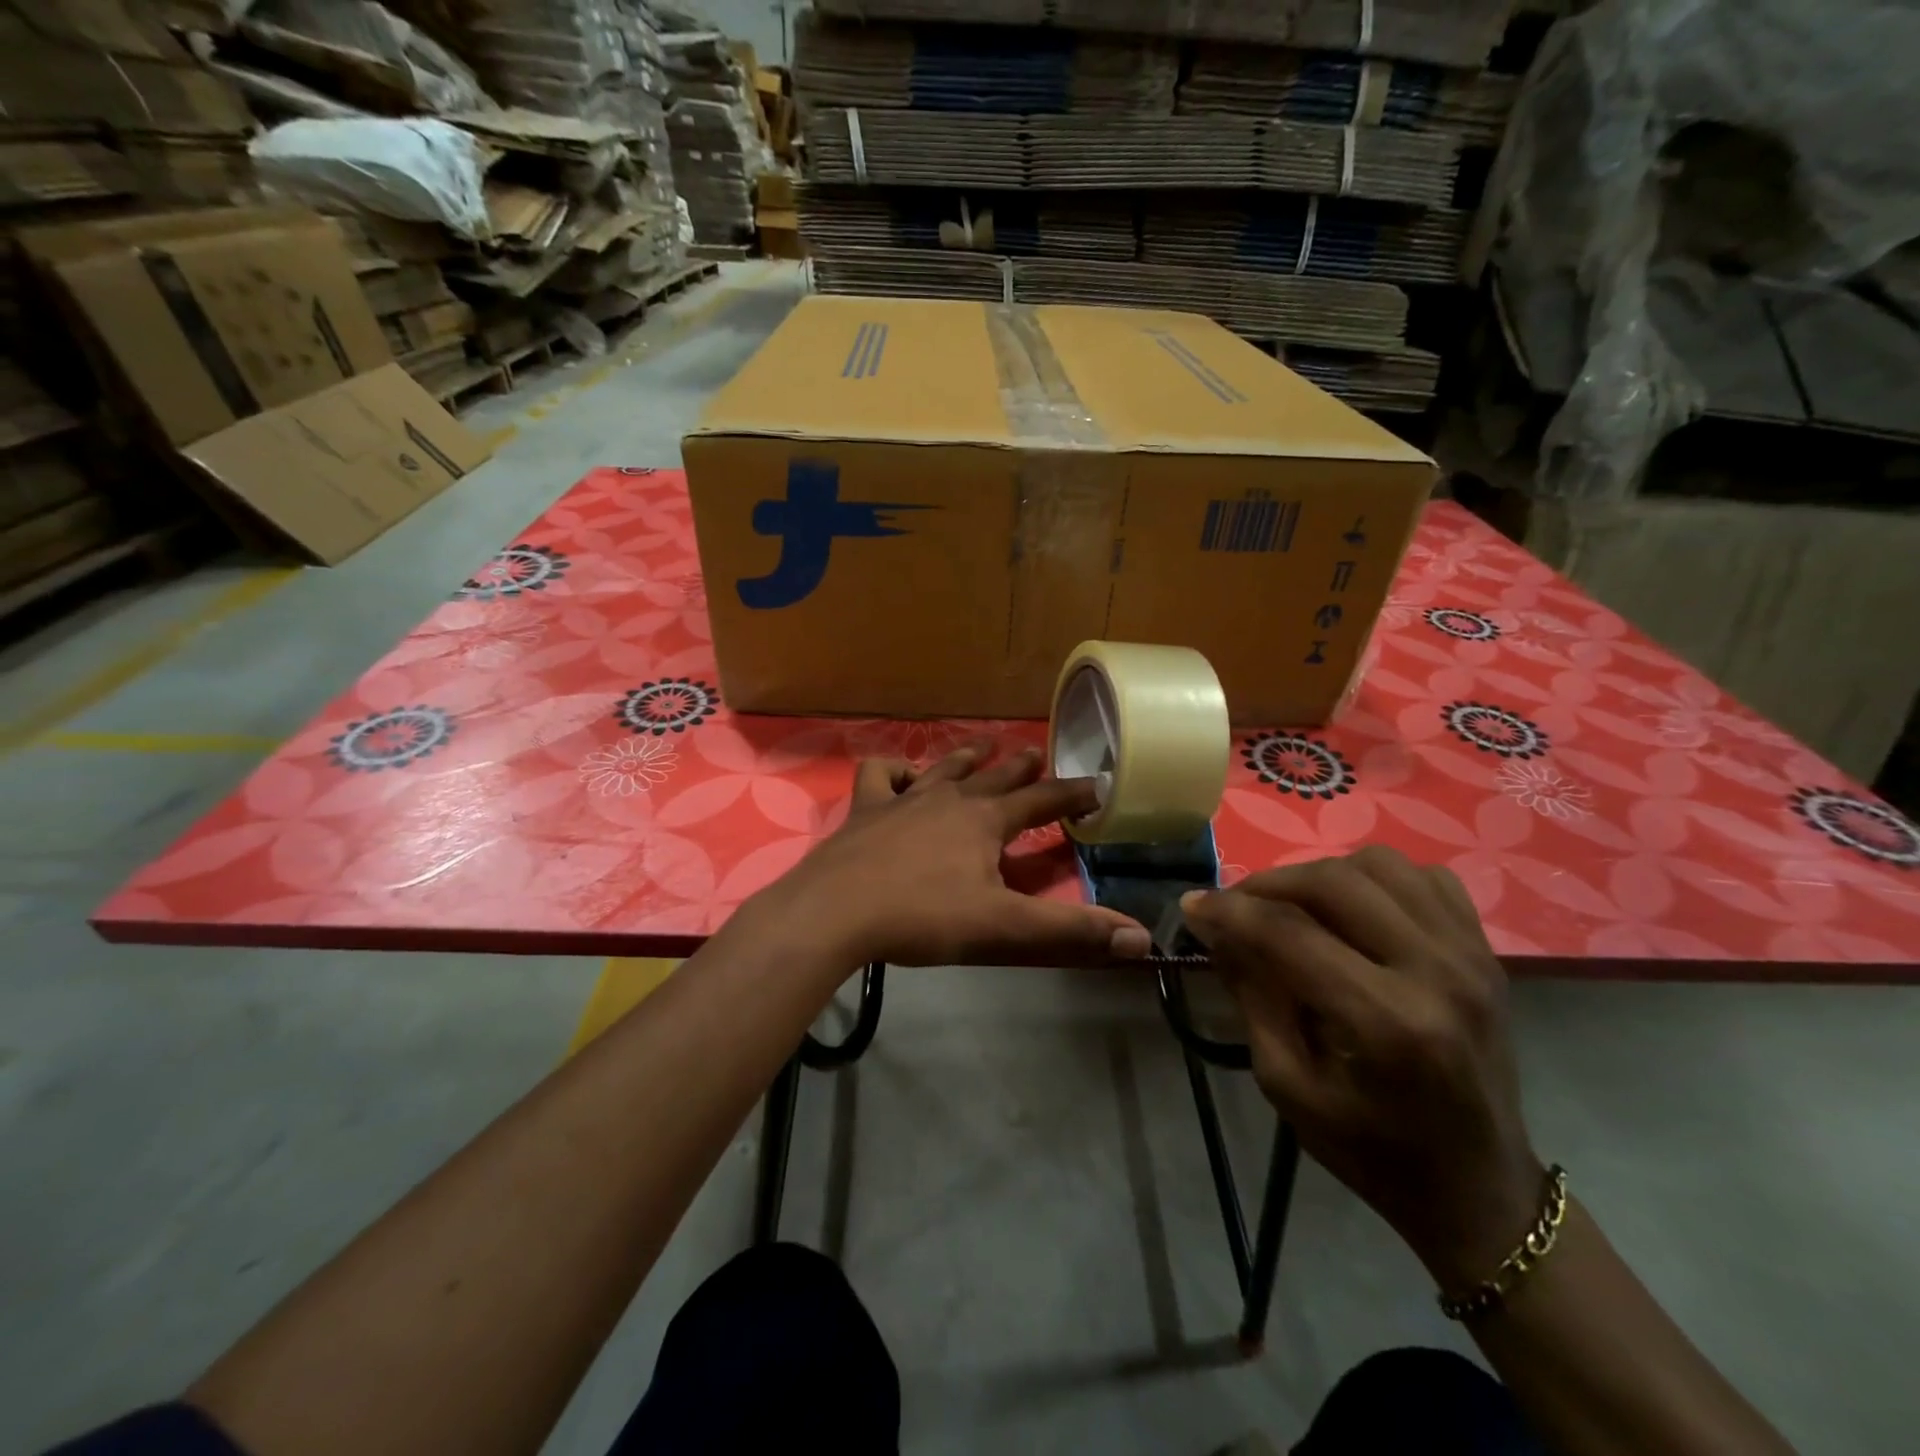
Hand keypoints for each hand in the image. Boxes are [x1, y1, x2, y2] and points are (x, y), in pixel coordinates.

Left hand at [763, 741, 1151, 967]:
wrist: (836, 911)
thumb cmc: (924, 917)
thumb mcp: (1004, 928)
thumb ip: (1070, 931)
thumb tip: (1140, 938)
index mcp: (986, 821)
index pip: (1042, 801)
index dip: (1072, 793)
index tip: (1097, 783)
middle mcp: (949, 799)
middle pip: (994, 776)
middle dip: (1020, 767)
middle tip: (1037, 753)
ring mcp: (903, 799)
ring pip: (943, 768)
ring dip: (967, 756)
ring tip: (983, 746)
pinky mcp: (865, 810)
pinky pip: (880, 775)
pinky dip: (893, 770)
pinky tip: (901, 778)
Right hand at [1182, 846, 1543, 1289]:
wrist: (1479, 1188)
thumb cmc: (1372, 1150)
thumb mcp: (1287, 1085)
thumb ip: (1251, 996)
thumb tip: (1214, 927)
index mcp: (1387, 1024)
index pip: (1289, 933)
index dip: (1228, 911)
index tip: (1191, 905)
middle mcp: (1437, 974)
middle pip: (1333, 883)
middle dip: (1267, 884)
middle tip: (1235, 906)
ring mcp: (1471, 955)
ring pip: (1377, 865)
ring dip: (1319, 875)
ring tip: (1292, 905)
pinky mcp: (1486, 951)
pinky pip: (1423, 876)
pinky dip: (1375, 879)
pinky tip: (1352, 909)